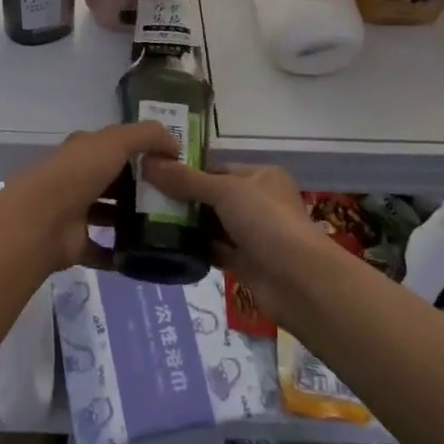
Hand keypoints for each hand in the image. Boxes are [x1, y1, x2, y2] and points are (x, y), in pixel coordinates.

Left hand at [10, 122, 175, 270]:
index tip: (173, 164)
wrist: (41, 220)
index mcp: (85, 150)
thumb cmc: (78, 173)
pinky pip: (104, 249)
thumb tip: (175, 144)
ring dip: (133, 220)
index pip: (116, 145)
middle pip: (115, 180)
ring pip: (110, 214)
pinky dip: (121, 253)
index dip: (143, 151)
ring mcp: (75, 212)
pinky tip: (147, 255)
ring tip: (168, 227)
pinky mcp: (76, 245)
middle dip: (142, 187)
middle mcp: (78, 178)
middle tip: (177, 198)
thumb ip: (147, 135)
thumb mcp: (116, 141)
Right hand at [140, 159, 330, 322]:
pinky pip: (214, 250)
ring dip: (187, 225)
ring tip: (148, 221)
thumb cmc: (266, 221)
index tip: (154, 174)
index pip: (217, 168)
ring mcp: (252, 234)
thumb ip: (186, 179)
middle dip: (183, 198)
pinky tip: (167, 246)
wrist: (298, 281)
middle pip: (212, 196)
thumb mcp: (224, 190)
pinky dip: (195, 248)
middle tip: (145, 198)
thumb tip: (148, 162)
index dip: (187, 171)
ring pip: (212, 224)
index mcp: (260, 176)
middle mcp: (257, 202)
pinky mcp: (245, 263)